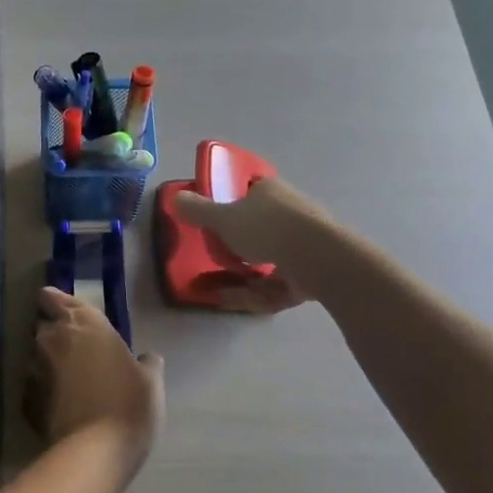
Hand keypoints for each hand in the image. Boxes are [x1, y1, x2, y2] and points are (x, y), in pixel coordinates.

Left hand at [30, 288, 163, 462]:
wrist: (95, 450)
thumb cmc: (129, 404)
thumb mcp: (150, 380)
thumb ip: (145, 362)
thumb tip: (146, 358)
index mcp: (84, 322)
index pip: (52, 297)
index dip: (54, 302)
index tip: (63, 313)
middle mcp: (53, 337)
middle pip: (42, 325)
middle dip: (53, 334)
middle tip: (74, 350)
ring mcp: (35, 367)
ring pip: (35, 355)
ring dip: (47, 362)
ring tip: (67, 381)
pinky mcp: (26, 398)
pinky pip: (32, 386)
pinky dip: (42, 391)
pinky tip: (59, 405)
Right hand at [171, 177, 328, 312]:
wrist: (317, 257)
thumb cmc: (266, 228)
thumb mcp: (223, 218)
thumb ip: (198, 211)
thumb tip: (175, 197)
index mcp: (271, 191)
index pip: (251, 191)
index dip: (234, 204)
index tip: (218, 222)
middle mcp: (291, 211)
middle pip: (261, 227)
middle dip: (240, 246)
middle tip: (218, 259)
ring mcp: (304, 243)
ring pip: (270, 258)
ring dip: (245, 276)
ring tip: (220, 290)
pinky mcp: (313, 272)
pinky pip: (280, 282)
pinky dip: (258, 292)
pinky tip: (238, 301)